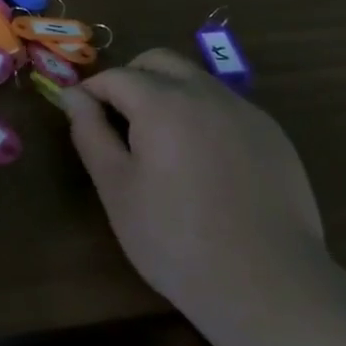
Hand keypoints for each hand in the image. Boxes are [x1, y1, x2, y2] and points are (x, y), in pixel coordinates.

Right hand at [62, 48, 326, 317]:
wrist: (267, 284)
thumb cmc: (175, 239)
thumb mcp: (117, 189)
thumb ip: (90, 133)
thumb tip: (73, 96)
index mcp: (162, 102)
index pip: (116, 76)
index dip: (91, 91)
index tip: (80, 115)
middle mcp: (205, 92)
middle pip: (159, 62)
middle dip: (132, 79)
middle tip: (119, 122)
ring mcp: (245, 111)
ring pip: (196, 80)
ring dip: (170, 94)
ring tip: (162, 145)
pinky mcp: (273, 135)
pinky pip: (227, 107)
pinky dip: (204, 117)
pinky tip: (206, 164)